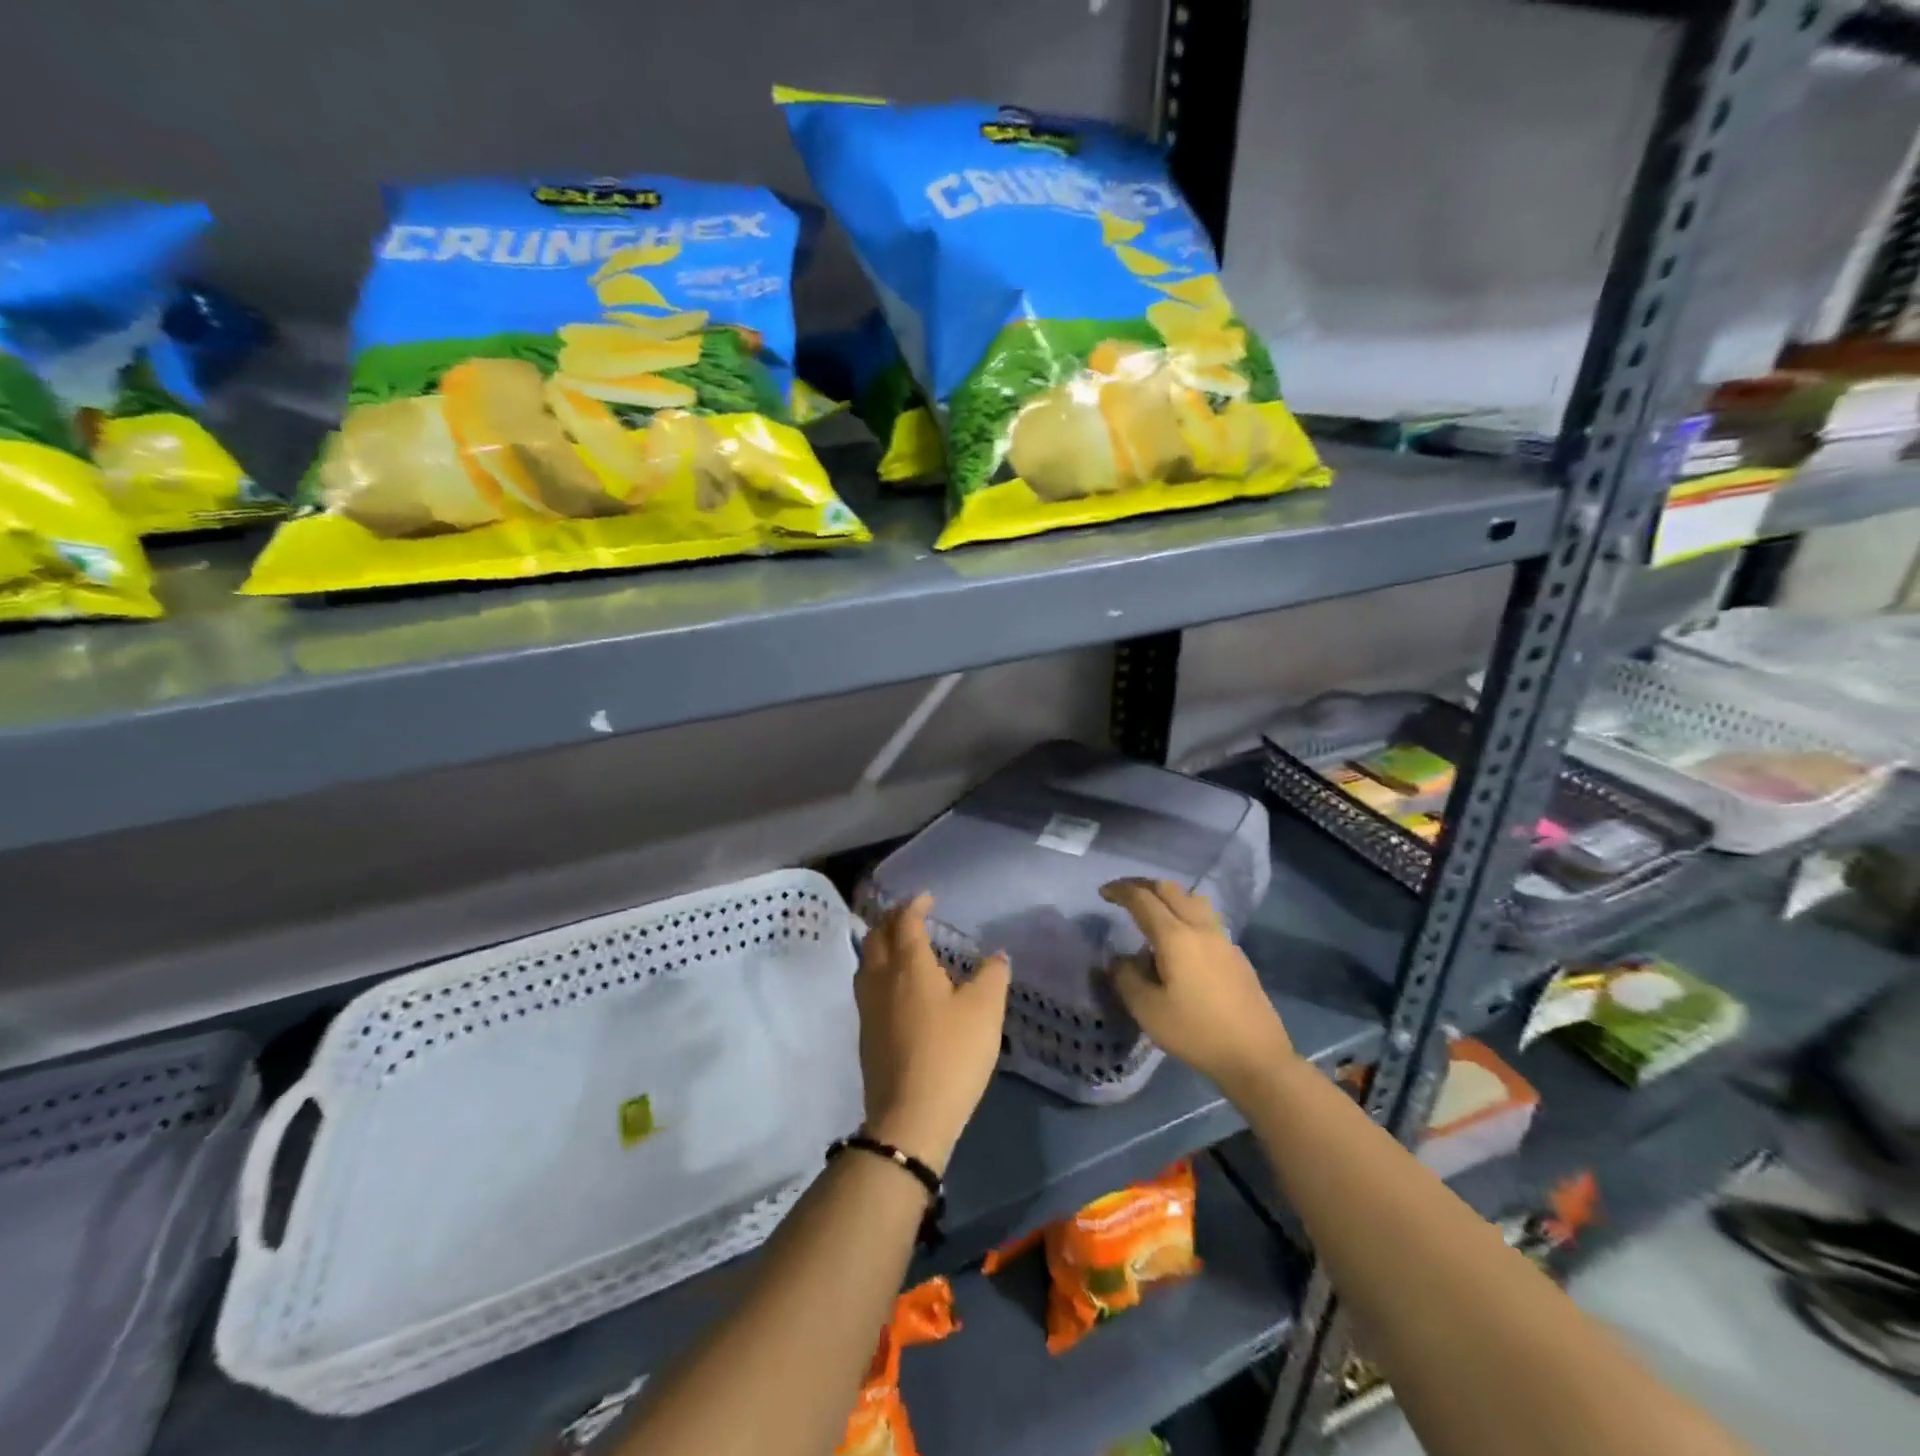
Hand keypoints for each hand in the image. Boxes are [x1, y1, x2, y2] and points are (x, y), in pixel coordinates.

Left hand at [854, 894, 1010, 1175]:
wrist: (908, 1118)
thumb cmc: (950, 1055)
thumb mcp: (985, 1012)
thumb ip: (992, 976)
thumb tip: (996, 955)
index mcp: (908, 965)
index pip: (904, 921)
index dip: (914, 904)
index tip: (928, 898)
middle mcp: (880, 978)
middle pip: (877, 935)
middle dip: (892, 918)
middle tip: (912, 915)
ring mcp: (867, 1006)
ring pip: (867, 960)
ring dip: (881, 943)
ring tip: (901, 944)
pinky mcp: (865, 1032)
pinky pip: (867, 984)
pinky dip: (879, 969)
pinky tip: (896, 986)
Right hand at [1101, 878, 1293, 1098]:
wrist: (1256, 1057)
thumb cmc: (1196, 1032)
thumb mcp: (1148, 1010)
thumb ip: (1126, 978)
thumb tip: (1118, 960)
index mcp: (1175, 936)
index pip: (1143, 899)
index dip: (1121, 890)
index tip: (1103, 893)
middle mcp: (1200, 928)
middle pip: (1170, 890)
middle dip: (1143, 885)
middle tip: (1124, 894)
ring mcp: (1222, 940)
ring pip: (1192, 900)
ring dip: (1168, 896)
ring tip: (1153, 912)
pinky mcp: (1236, 955)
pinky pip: (1205, 919)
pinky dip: (1185, 915)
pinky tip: (1180, 942)